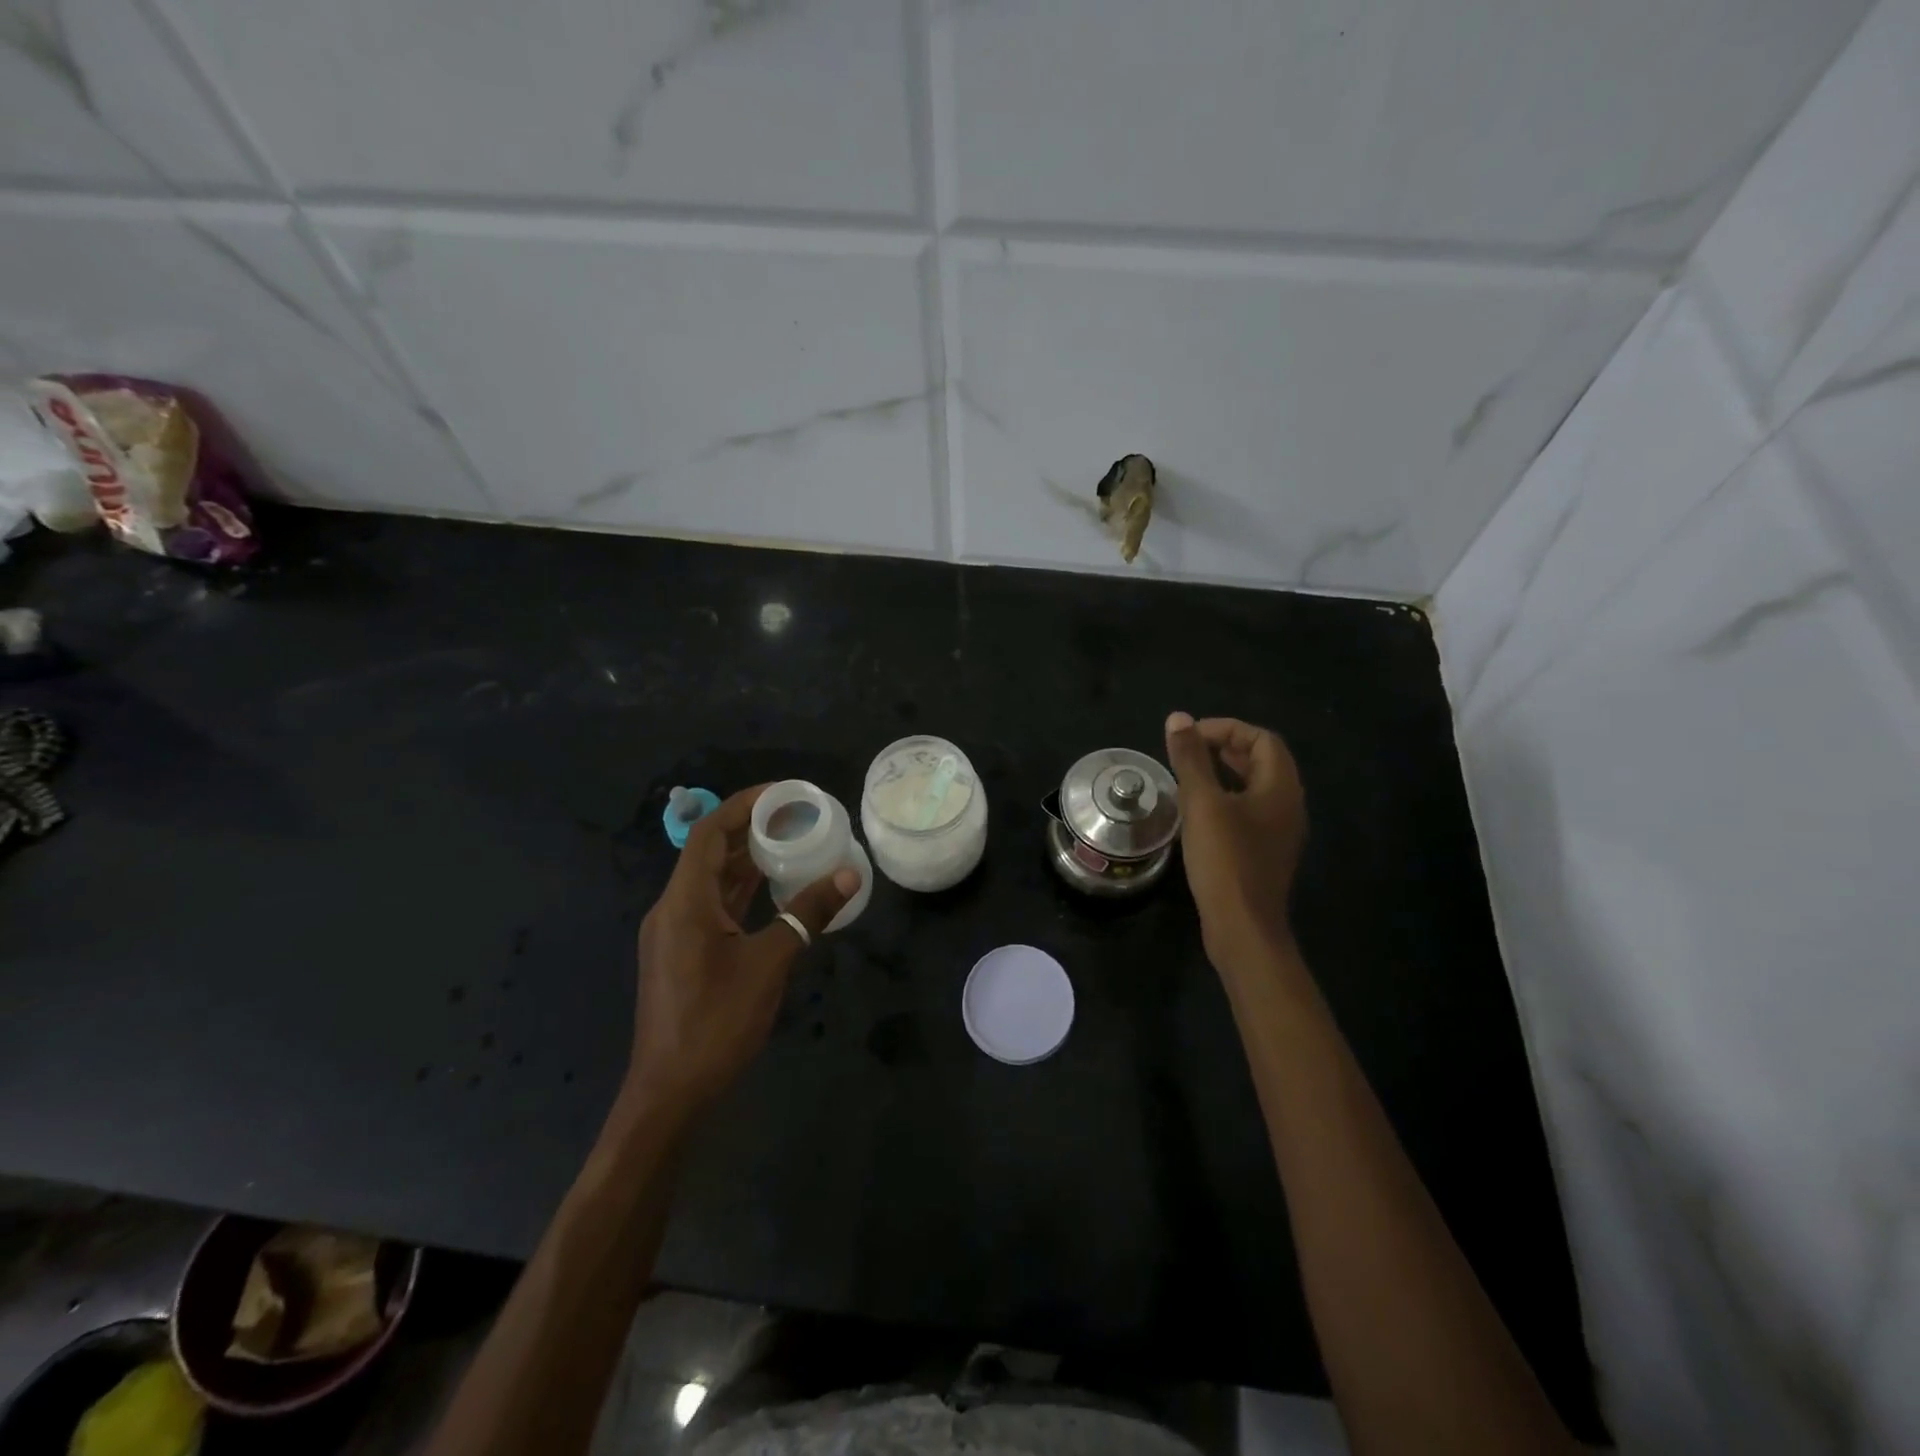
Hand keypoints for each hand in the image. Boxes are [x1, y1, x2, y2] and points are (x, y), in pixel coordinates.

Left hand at [625, 785, 856, 1120]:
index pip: (710, 833)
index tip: (784, 794)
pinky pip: (712, 905)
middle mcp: (673, 908)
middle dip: (752, 829)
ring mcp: (674, 932)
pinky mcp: (681, 953)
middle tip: (799, 817)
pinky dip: (741, 890)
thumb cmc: (717, 1022)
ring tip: (793, 843)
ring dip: (748, 860)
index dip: (744, 805)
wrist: (670, 1092)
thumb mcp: (770, 963)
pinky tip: (774, 889)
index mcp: (686, 901)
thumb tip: (849, 876)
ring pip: (712, 881)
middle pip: (710, 852)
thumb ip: (808, 914)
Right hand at [1164, 712, 1307, 963]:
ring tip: (1189, 774)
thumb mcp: (1202, 803)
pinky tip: (1199, 811)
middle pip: (1263, 761)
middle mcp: (1288, 805)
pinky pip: (1250, 810)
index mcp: (1280, 788)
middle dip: (1226, 748)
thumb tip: (1178, 718)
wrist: (1242, 927)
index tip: (1190, 737)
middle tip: (1188, 751)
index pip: (1262, 739)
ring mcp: (1279, 832)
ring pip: (1256, 787)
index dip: (1227, 729)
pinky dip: (1226, 798)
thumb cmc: (1225, 859)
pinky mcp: (1264, 852)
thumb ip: (1190, 759)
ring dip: (1225, 773)